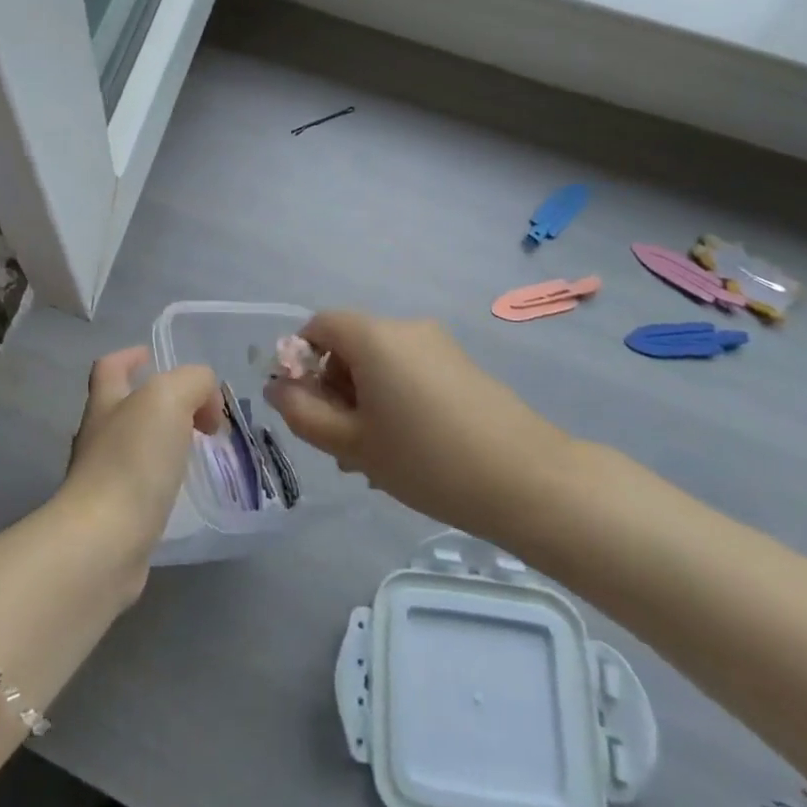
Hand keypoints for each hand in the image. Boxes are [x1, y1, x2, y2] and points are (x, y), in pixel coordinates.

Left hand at [56, 347, 223, 592]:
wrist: (104, 542)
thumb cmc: (133, 461)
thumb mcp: (169, 398)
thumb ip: (193, 383)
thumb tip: (205, 402)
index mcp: (105, 402)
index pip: (110, 367)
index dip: (129, 356)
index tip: (152, 356)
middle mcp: (97, 436)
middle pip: (122, 405)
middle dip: (156, 402)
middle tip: (197, 410)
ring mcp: (102, 478)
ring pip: (133, 446)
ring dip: (162, 441)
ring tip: (196, 447)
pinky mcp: (114, 516)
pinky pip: (140, 484)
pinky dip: (162, 478)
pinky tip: (183, 487)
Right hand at [264, 311, 576, 543]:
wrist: (529, 481)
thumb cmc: (426, 460)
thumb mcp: (352, 443)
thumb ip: (303, 413)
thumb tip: (277, 388)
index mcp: (373, 336)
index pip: (319, 325)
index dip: (301, 360)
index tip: (307, 406)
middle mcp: (405, 327)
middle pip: (350, 344)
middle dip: (334, 386)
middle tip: (340, 443)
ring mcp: (438, 345)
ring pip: (381, 363)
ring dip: (364, 398)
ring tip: (374, 456)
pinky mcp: (463, 366)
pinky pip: (411, 371)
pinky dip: (396, 398)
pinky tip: (409, 448)